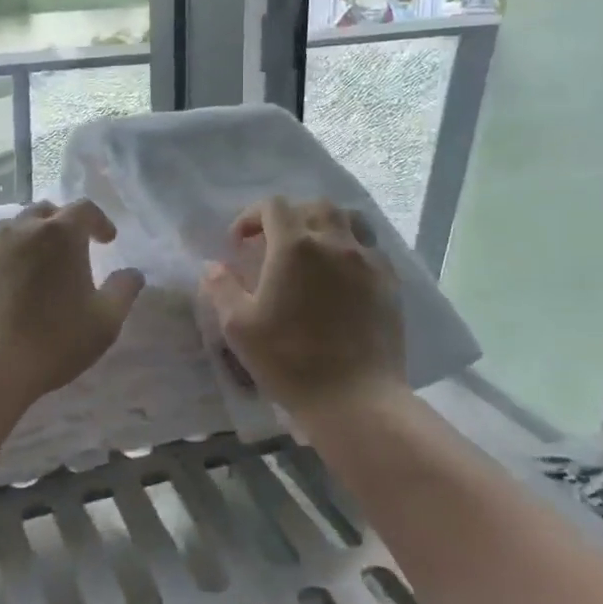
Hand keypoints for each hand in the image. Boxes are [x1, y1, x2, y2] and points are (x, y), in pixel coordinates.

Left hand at [0, 201, 145, 408]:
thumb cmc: (51, 342)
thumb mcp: (104, 323)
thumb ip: (123, 291)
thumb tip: (133, 273)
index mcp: (61, 235)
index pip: (85, 209)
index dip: (99, 221)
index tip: (107, 240)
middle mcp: (20, 228)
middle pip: (44, 212)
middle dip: (60, 225)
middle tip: (68, 252)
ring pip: (8, 229)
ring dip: (24, 240)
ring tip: (29, 267)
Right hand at [201, 196, 407, 417]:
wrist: (355, 398)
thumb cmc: (289, 360)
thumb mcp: (239, 327)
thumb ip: (222, 289)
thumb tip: (213, 267)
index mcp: (294, 246)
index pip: (273, 206)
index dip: (251, 216)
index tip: (239, 243)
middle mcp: (334, 242)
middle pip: (314, 205)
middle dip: (289, 216)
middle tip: (273, 243)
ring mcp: (367, 260)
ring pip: (349, 219)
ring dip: (325, 224)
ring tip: (312, 248)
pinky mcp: (389, 282)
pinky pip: (370, 248)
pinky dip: (351, 248)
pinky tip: (341, 274)